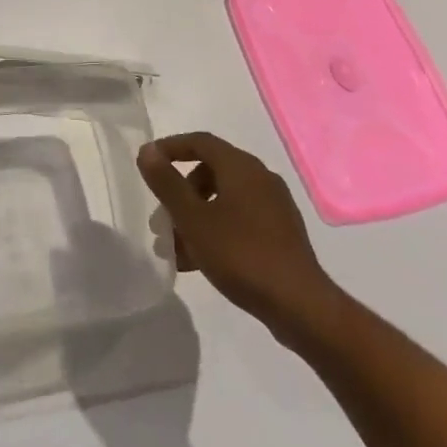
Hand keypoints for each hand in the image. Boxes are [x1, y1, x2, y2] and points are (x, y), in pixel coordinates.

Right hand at [137, 132, 338, 328]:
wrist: (299, 304)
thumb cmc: (240, 254)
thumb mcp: (193, 218)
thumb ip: (167, 183)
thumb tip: (147, 151)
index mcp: (241, 167)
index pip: (200, 141)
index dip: (170, 148)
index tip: (147, 164)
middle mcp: (260, 178)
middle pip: (211, 171)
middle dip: (181, 191)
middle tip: (162, 217)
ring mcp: (274, 207)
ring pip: (223, 200)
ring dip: (195, 216)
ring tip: (175, 248)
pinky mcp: (280, 233)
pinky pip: (239, 220)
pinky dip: (215, 230)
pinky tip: (199, 261)